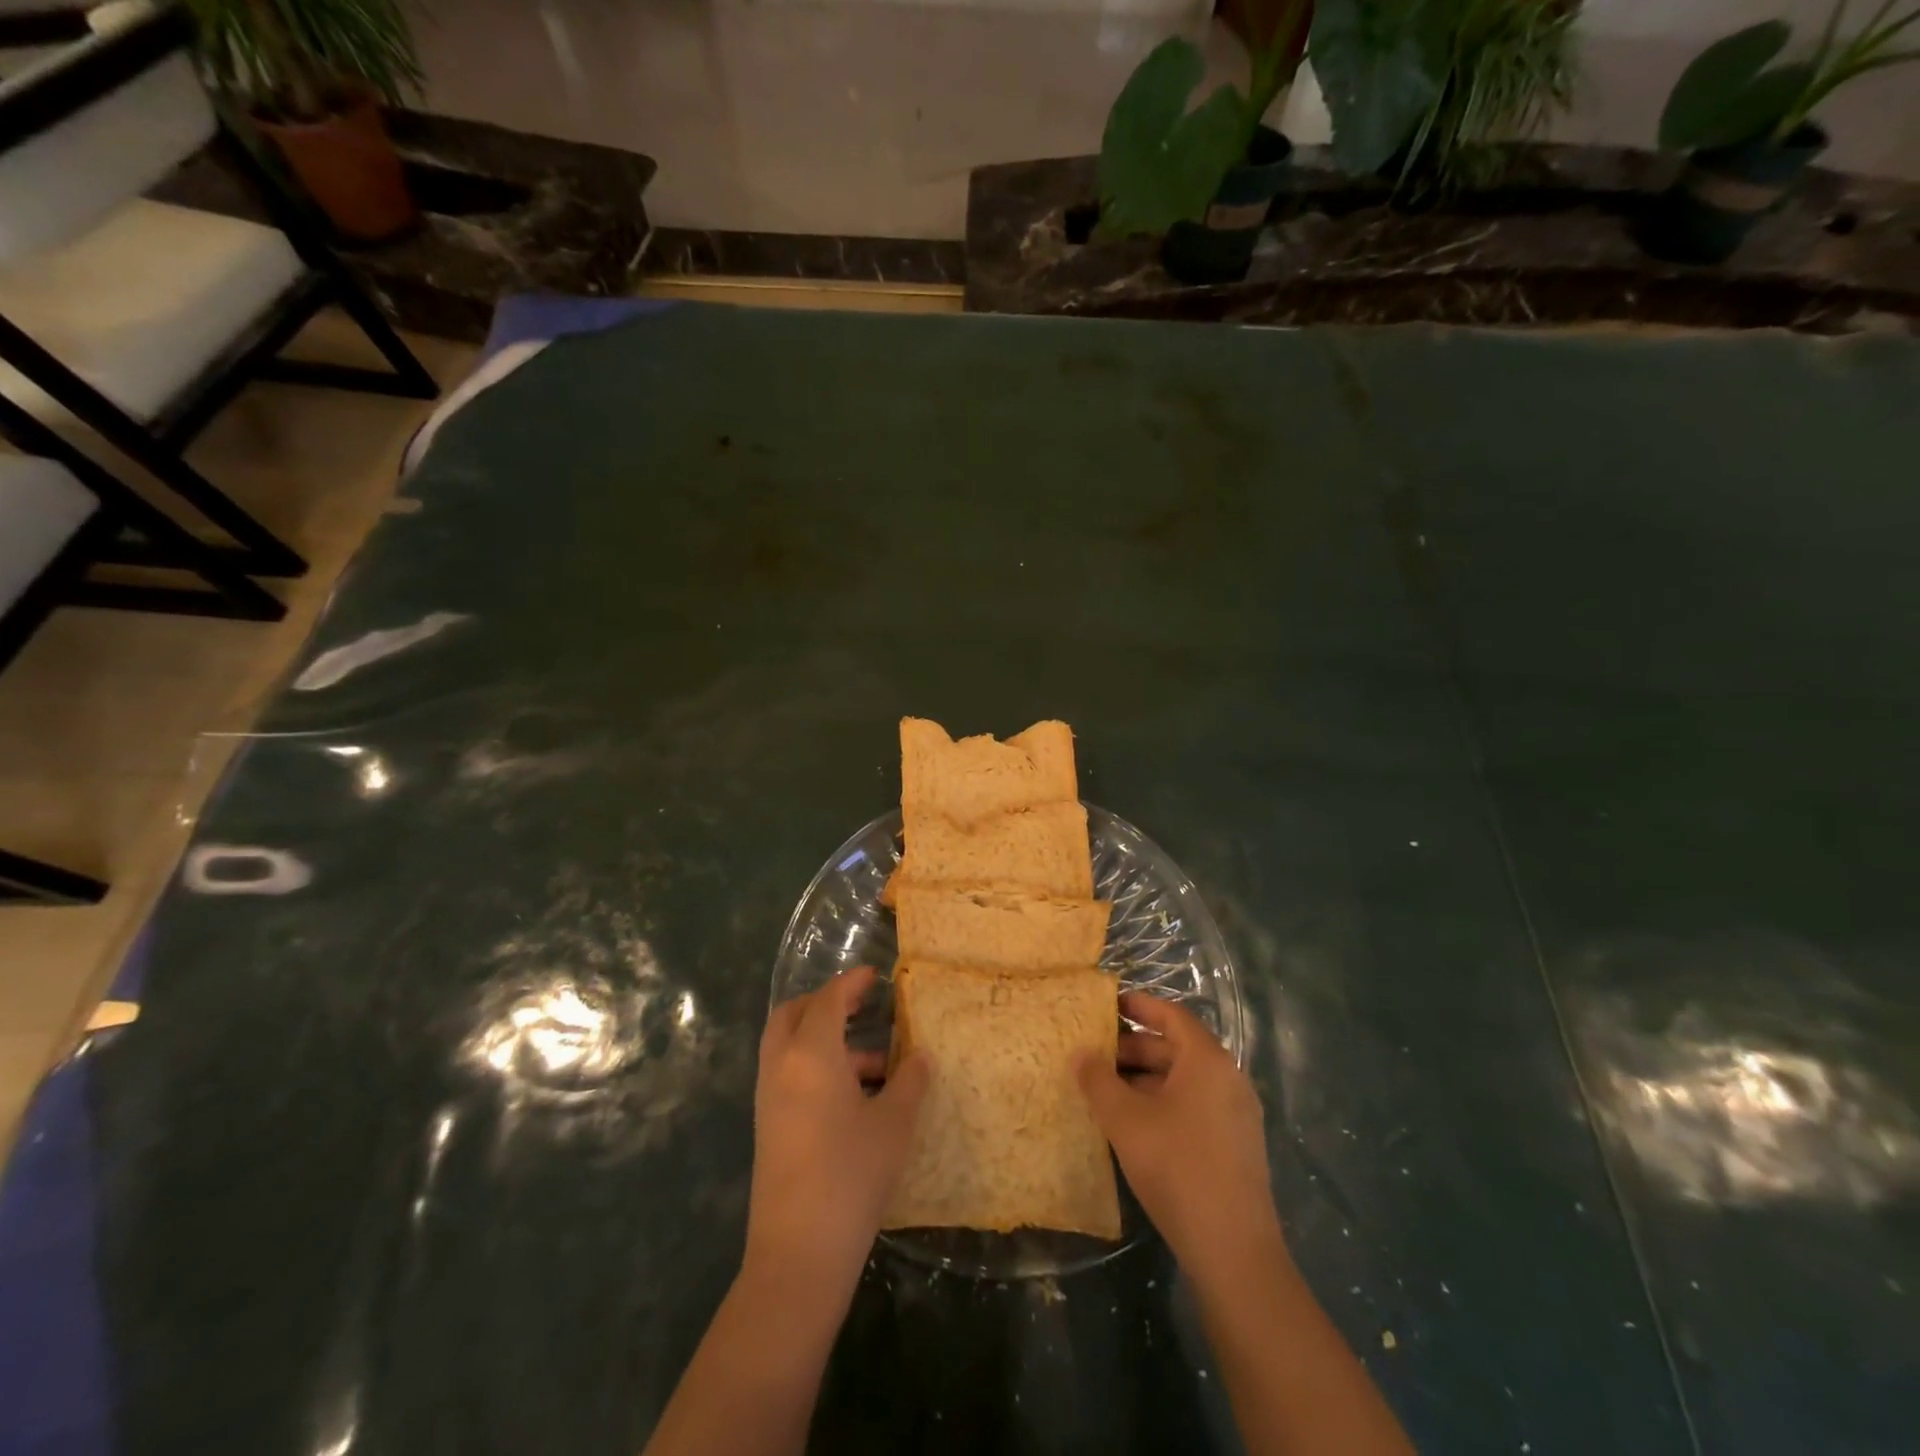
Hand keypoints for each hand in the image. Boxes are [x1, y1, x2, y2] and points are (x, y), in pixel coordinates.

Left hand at [745, 967, 928, 1297]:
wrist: (799, 1253)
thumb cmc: (852, 1174)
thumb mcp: (894, 1123)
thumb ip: (910, 1080)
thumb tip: (920, 1055)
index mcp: (810, 1053)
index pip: (828, 999)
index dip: (851, 982)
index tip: (875, 975)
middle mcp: (781, 1066)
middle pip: (793, 1014)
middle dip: (824, 1003)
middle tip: (860, 1007)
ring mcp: (769, 1098)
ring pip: (789, 1046)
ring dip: (824, 1040)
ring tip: (875, 1064)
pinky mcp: (768, 1126)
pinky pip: (789, 1075)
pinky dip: (815, 1067)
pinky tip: (854, 1096)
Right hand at [1077, 992, 1283, 1289]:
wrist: (1233, 1250)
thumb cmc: (1176, 1167)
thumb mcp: (1125, 1119)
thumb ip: (1098, 1080)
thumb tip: (1080, 1053)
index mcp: (1208, 1061)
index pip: (1171, 1016)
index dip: (1139, 1006)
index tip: (1107, 1005)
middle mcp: (1228, 1078)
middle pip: (1177, 1048)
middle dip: (1134, 1047)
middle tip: (1095, 1053)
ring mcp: (1236, 1114)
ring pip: (1183, 1080)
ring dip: (1145, 1078)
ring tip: (1105, 1088)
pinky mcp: (1235, 1145)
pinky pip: (1193, 1105)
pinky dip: (1162, 1102)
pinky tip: (1132, 1123)